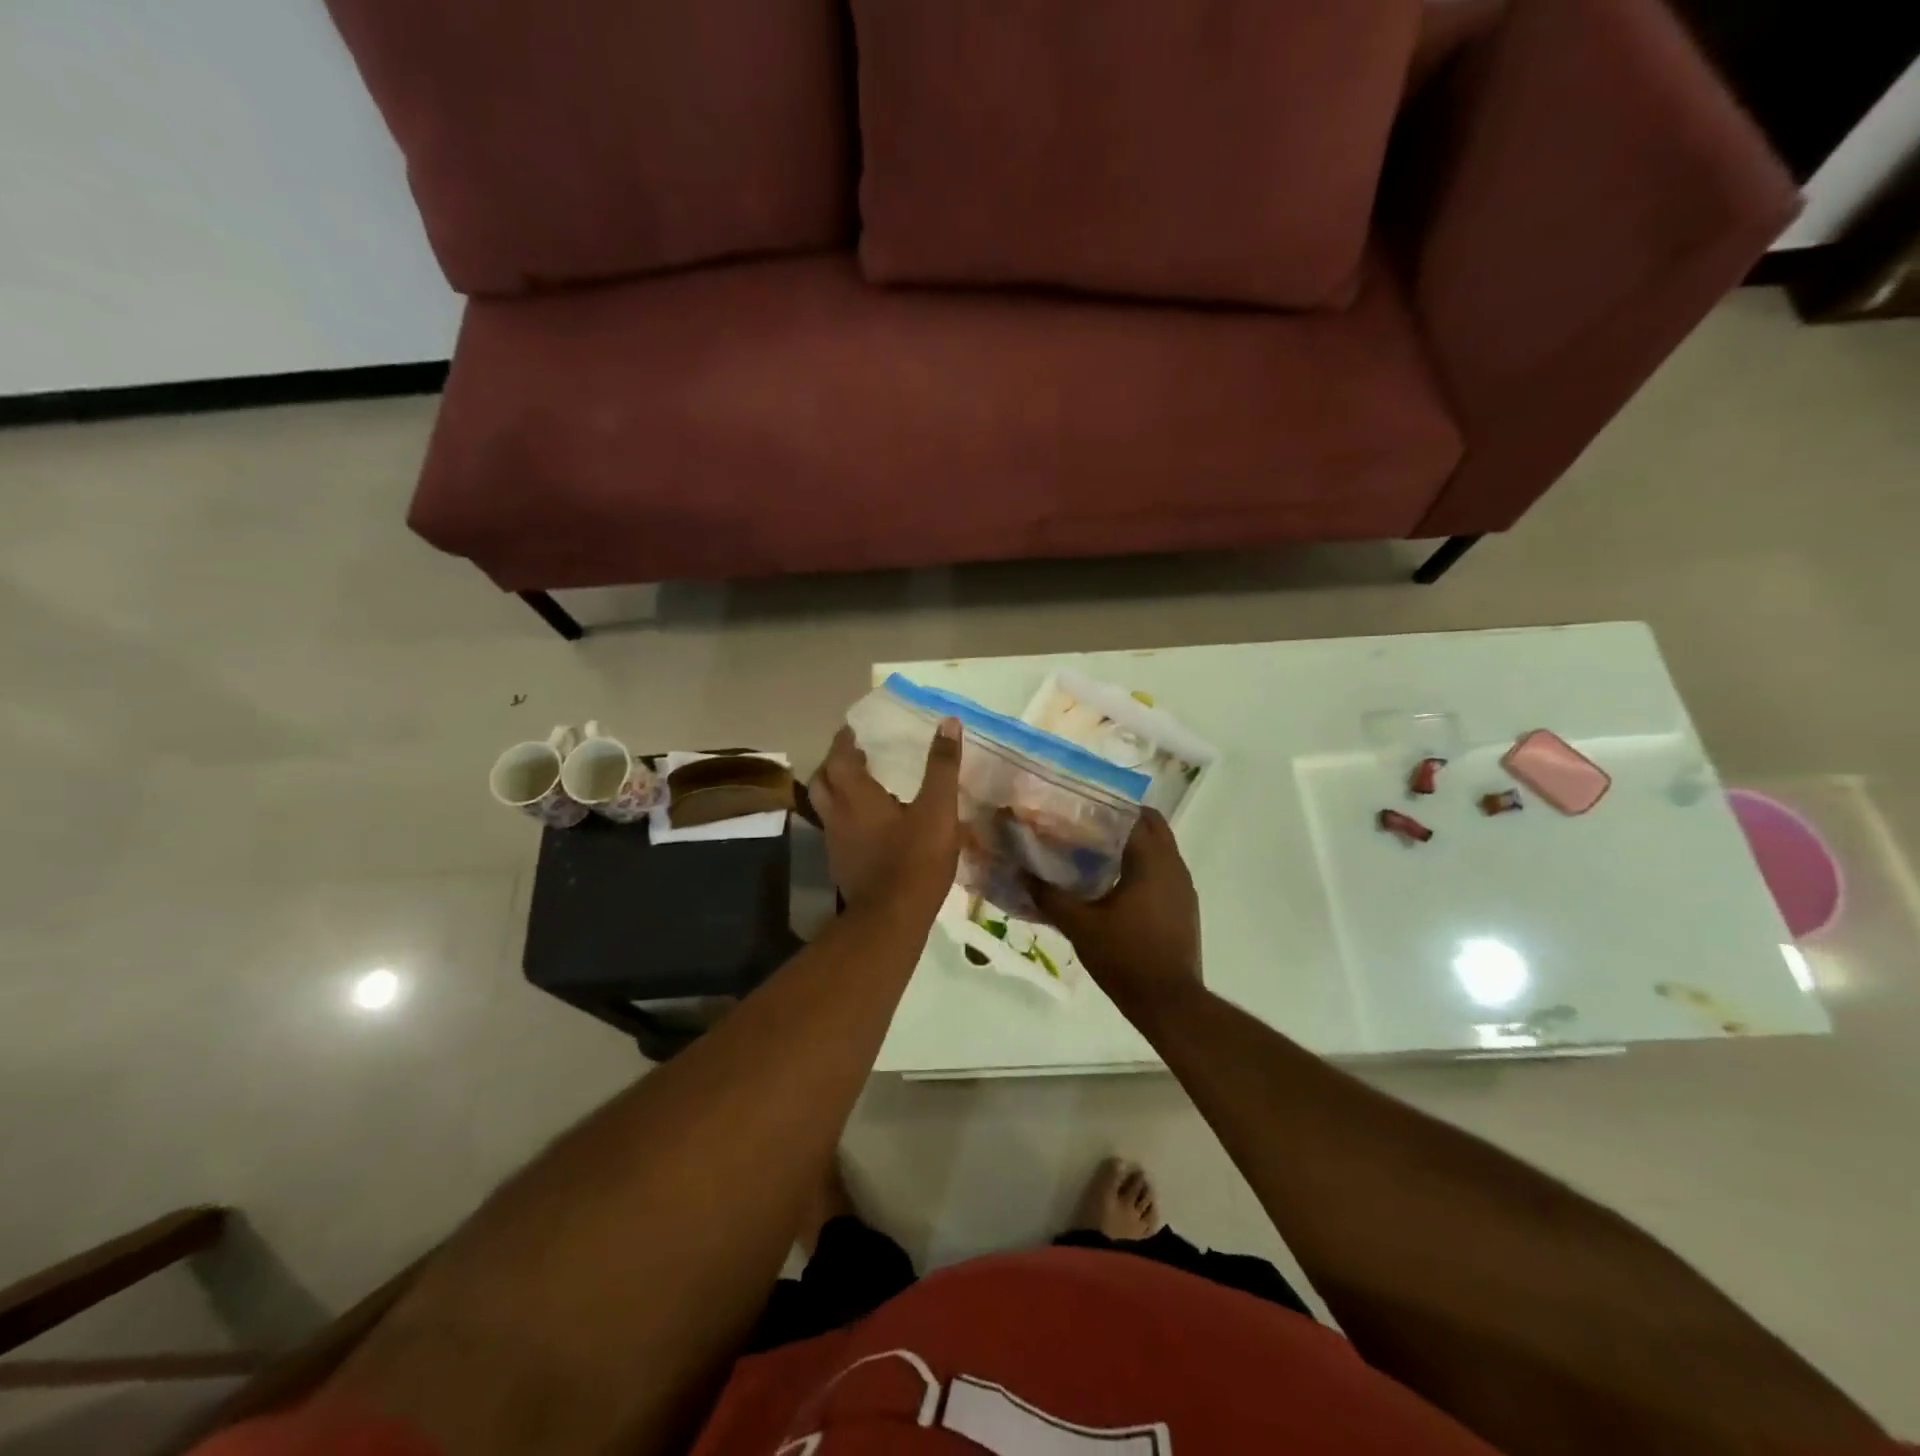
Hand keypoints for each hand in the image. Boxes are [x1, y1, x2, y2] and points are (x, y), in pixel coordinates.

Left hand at [808, 719, 961, 918]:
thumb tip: (948, 722)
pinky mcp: (842, 867)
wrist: (892, 919)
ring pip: (826, 808)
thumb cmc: (915, 859)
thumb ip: (942, 766)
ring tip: (862, 787)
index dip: (844, 741)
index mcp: (856, 796)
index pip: (839, 757)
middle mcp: (837, 815)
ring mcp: (835, 843)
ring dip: (838, 792)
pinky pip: (837, 831)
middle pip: (822, 781)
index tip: (852, 730)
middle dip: (834, 764)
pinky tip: (868, 827)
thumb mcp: (938, 809)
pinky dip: (846, 819)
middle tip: (854, 756)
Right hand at [1028, 809, 1201, 1017]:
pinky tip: (1112, 884)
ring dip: (1131, 844)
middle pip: (1151, 826)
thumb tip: (1020, 873)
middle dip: (1120, 821)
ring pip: (1159, 849)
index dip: (1106, 806)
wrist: (1169, 1003)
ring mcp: (1183, 887)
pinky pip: (1162, 871)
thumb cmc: (1125, 957)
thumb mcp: (1080, 926)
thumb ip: (1049, 896)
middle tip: (1084, 826)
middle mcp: (1174, 866)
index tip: (1078, 807)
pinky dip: (1141, 866)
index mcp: (1152, 861)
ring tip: (1092, 851)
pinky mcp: (1184, 907)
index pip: (1134, 815)